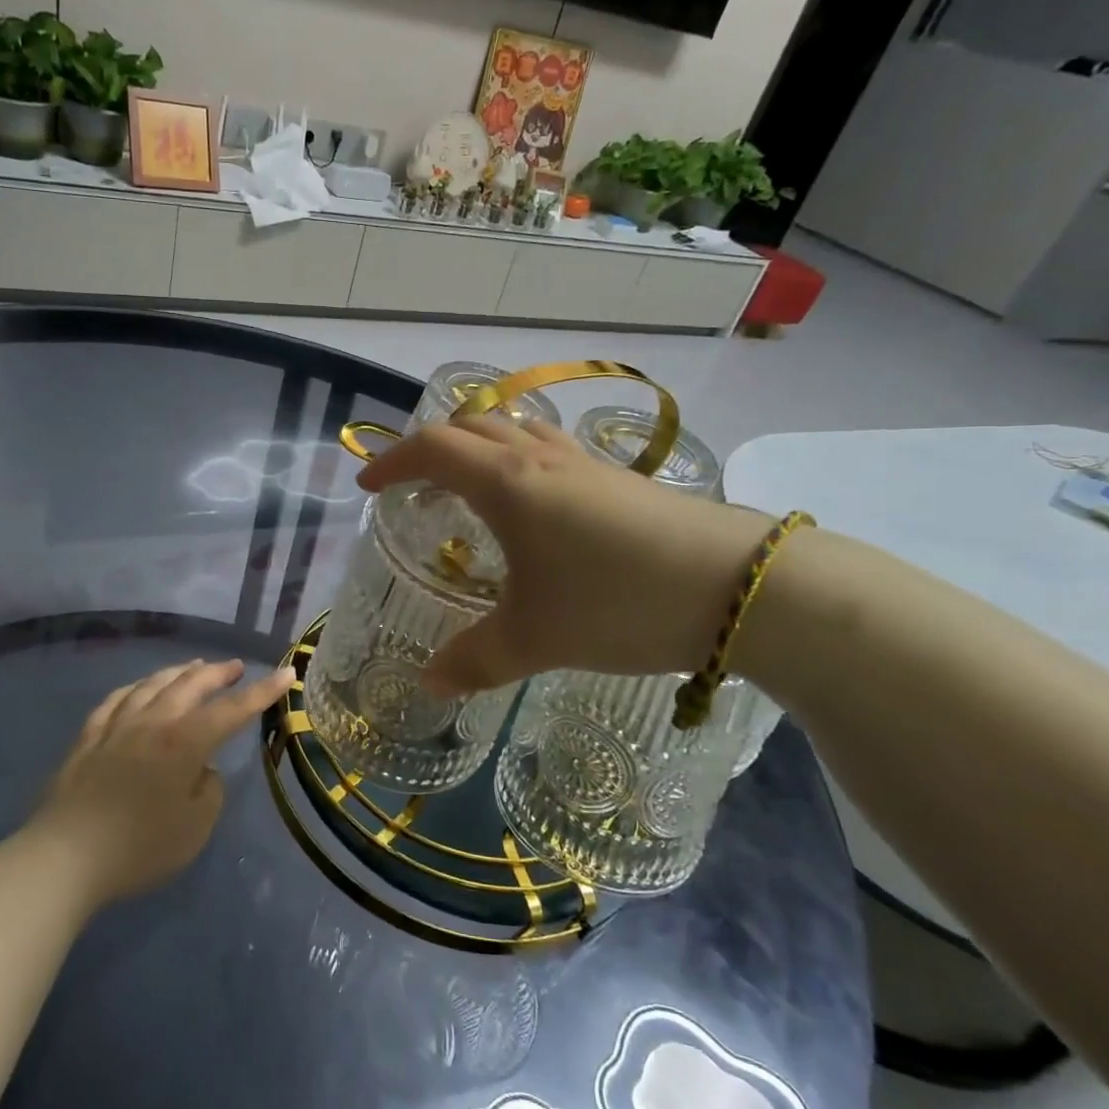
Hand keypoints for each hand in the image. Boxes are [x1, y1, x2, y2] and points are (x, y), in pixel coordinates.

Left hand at [31, 658, 294, 908]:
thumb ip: (209, 791)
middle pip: (191, 685)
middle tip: (235, 667)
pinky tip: (139, 688)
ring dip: (179, 672)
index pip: (233, 709)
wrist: (65, 857)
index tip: (286, 672)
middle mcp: (154, 722)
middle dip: (218, 673)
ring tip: (194, 666)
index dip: (263, 691)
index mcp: (185, 742)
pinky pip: (116, 700)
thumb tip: (202, 770)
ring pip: (153, 684)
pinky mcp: (88, 738)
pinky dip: (136, 688)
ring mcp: (117, 726)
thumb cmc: (140, 847)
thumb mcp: (195, 828)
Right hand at [357, 416, 773, 695]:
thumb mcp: (535, 639)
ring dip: (480, 446)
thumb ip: (474, 660)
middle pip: (472, 425)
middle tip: (415, 485)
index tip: (369, 485)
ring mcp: (585, 463)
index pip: (433, 448)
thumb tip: (430, 683)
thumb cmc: (617, 602)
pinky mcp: (621, 479)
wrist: (739, 586)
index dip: (393, 461)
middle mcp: (541, 458)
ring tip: (469, 487)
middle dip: (432, 447)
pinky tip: (537, 506)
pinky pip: (551, 448)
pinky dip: (521, 459)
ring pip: (516, 428)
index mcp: (507, 483)